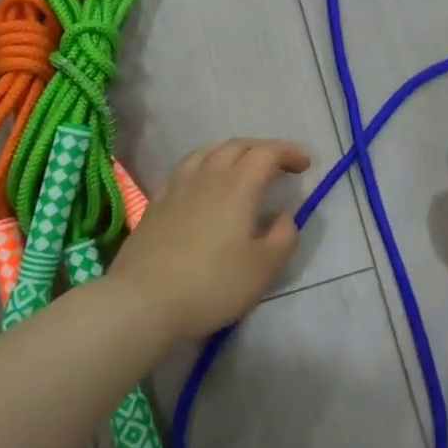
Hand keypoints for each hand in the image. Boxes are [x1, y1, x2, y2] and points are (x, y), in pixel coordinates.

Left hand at [109, 138, 309, 340]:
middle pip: (237, 146)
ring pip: (208, 152)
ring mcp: (177, 187)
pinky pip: (186, 168)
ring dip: (232, 153)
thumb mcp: (264, 268)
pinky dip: (206, 165)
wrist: (143, 301)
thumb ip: (283, 236)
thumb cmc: (212, 284)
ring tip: (243, 169)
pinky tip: (206, 185)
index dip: (288, 152)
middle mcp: (207, 176)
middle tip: (279, 166)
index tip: (304, 166)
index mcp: (238, 186)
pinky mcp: (156, 203)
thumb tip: (282, 216)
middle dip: (263, 149)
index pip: (266, 152)